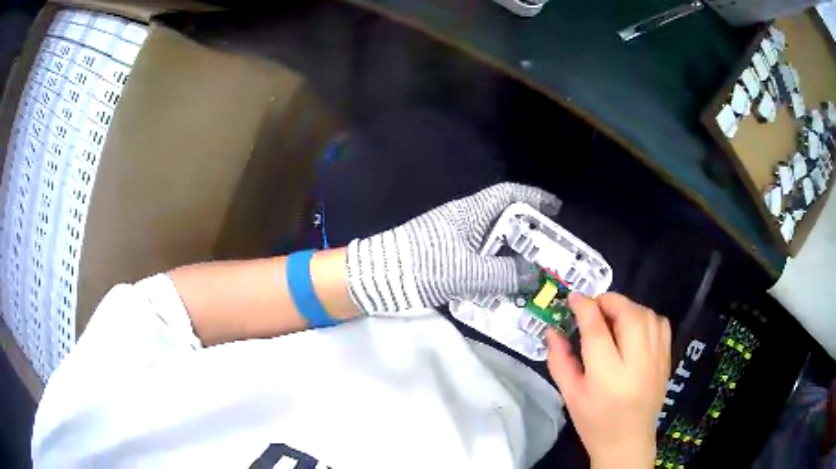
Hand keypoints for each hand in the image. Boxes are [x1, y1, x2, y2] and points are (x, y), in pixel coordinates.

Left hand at [346, 182, 558, 313]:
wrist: (378, 277)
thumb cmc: (423, 265)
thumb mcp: (467, 271)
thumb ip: (504, 274)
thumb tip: (533, 275)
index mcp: (471, 212)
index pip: (509, 194)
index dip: (534, 198)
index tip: (555, 210)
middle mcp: (465, 220)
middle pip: (505, 219)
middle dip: (529, 233)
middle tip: (550, 252)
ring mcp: (455, 238)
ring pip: (493, 242)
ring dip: (513, 255)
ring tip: (533, 273)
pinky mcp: (446, 256)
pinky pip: (480, 258)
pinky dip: (495, 269)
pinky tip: (504, 286)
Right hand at [545, 293, 670, 468]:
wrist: (628, 442)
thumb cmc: (595, 423)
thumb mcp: (570, 395)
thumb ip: (559, 361)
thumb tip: (552, 331)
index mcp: (607, 378)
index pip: (597, 331)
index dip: (585, 308)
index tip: (574, 298)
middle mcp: (637, 364)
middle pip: (628, 315)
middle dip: (609, 302)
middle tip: (593, 307)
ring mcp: (657, 360)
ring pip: (647, 315)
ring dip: (627, 307)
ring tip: (612, 317)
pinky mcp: (667, 358)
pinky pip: (660, 323)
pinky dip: (646, 316)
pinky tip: (634, 327)